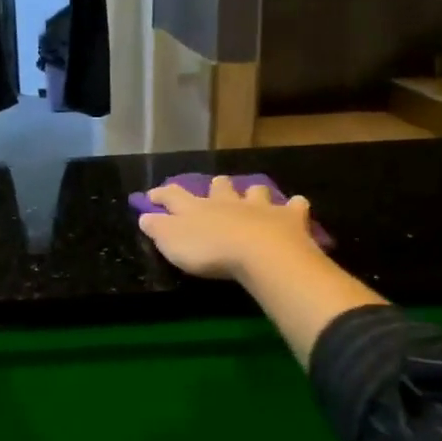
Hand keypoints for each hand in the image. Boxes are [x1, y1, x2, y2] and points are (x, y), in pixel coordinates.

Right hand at [138, 177, 321, 281]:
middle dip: (215, 187)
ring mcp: (259, 207)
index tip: (152, 194)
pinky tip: (296, 206)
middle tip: (215, 188)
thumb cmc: (210, 251)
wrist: (260, 254)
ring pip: (255, 191)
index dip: (162, 194)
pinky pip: (294, 206)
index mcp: (196, 208)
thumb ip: (157, 228)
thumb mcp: (172, 243)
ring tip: (254, 196)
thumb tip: (145, 216)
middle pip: (219, 187)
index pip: (173, 195)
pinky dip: (294, 206)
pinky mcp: (288, 218)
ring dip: (253, 193)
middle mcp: (227, 202)